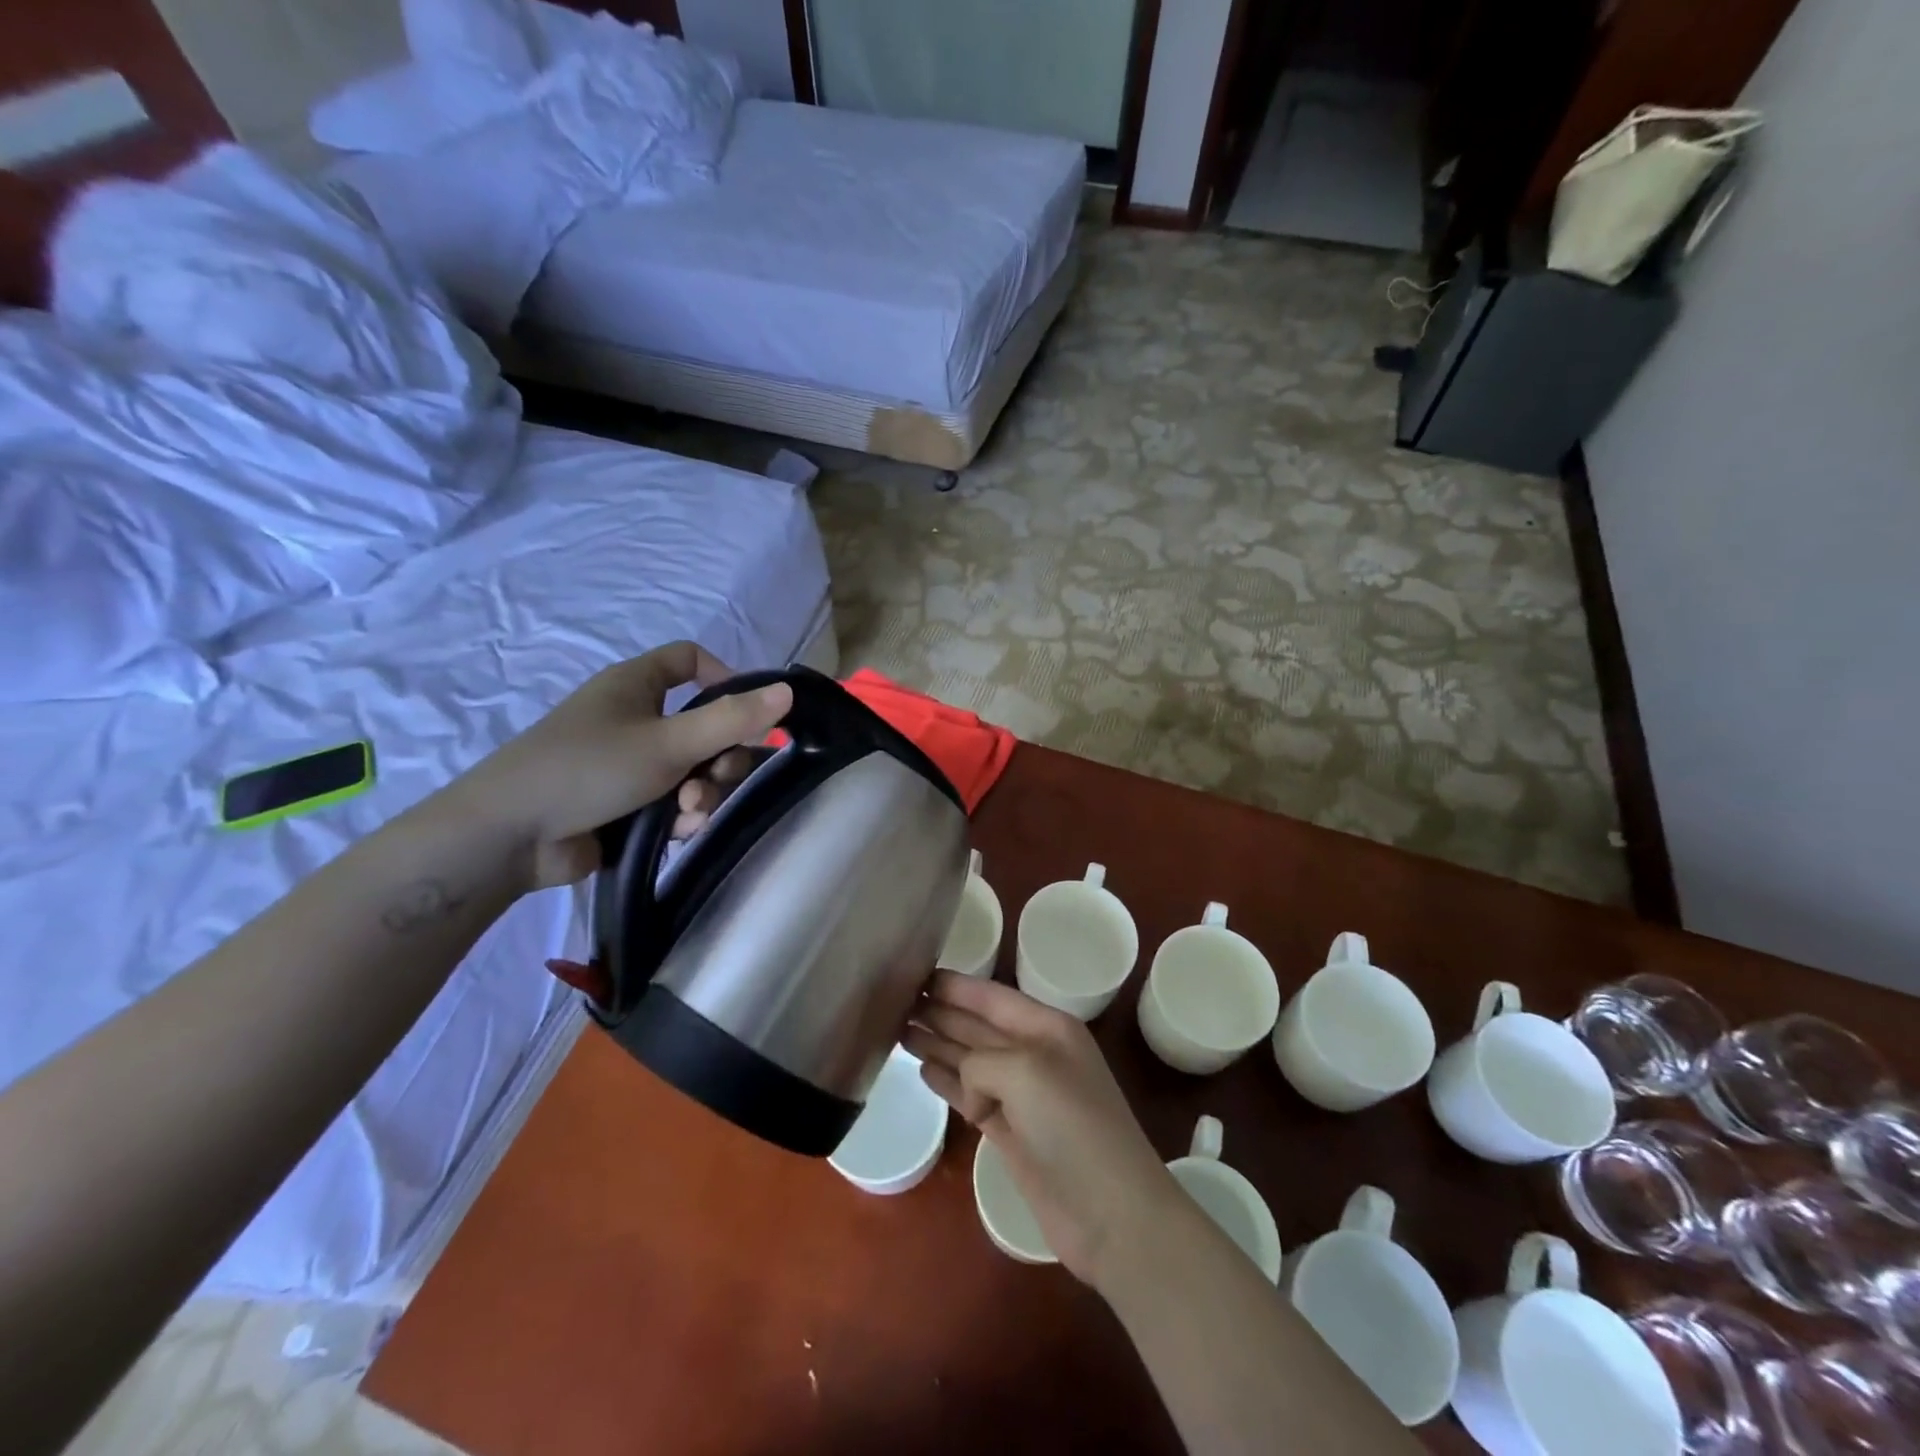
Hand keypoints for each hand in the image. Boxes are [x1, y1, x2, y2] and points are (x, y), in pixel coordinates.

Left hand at [447, 642, 791, 890]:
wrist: (509, 837)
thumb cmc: (589, 768)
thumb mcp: (669, 742)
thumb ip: (731, 720)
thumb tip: (787, 691)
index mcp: (636, 685)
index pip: (690, 660)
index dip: (725, 678)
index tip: (750, 712)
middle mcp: (633, 718)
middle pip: (702, 725)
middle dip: (720, 757)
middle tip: (718, 779)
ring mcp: (627, 763)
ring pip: (692, 770)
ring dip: (703, 793)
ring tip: (689, 815)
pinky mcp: (623, 803)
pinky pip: (672, 801)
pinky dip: (681, 815)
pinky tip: (676, 833)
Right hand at [905, 971, 1181, 1287]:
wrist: (1110, 1213)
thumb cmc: (1072, 1126)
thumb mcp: (1025, 1071)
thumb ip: (982, 1060)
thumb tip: (966, 1082)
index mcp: (1047, 1027)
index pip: (992, 997)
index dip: (955, 986)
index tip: (916, 973)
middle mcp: (1033, 1054)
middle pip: (977, 1025)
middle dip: (940, 1012)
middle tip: (895, 1001)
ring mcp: (1022, 1096)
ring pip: (969, 1059)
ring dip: (937, 1044)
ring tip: (899, 1030)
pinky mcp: (1010, 1133)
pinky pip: (970, 1095)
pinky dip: (948, 1082)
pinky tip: (924, 1070)